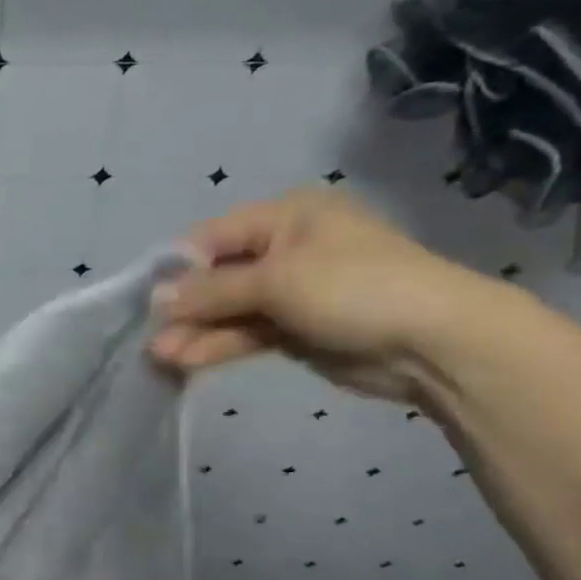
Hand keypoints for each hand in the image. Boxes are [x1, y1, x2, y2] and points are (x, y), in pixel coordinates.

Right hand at [147, 189, 502, 403]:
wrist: (435, 343)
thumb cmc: (354, 287)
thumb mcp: (276, 280)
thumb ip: (211, 291)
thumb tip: (155, 299)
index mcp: (285, 217)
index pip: (213, 237)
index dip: (178, 267)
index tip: (145, 296)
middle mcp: (285, 248)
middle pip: (218, 277)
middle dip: (185, 307)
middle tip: (149, 336)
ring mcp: (291, 292)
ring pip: (230, 310)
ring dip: (196, 332)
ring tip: (159, 357)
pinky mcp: (296, 330)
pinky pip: (247, 333)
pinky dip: (219, 346)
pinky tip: (186, 362)